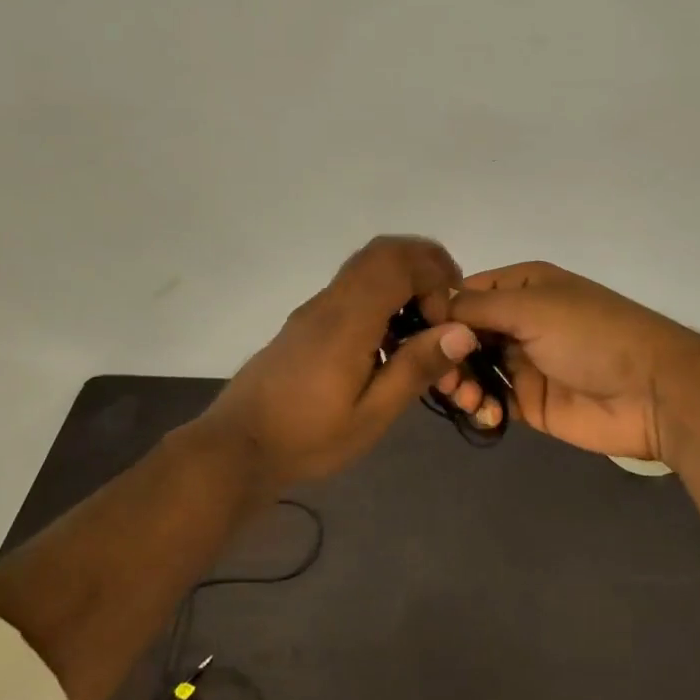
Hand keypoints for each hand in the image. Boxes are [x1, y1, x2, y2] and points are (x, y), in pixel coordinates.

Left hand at [194, 236, 481, 492]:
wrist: (237, 446)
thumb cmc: (307, 437)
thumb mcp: (371, 416)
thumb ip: (415, 368)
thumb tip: (462, 331)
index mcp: (348, 321)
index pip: (397, 263)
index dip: (434, 274)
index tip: (449, 316)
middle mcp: (330, 302)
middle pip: (381, 253)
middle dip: (424, 266)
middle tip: (445, 308)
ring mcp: (315, 309)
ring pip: (366, 267)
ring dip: (403, 280)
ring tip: (424, 326)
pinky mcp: (308, 322)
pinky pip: (353, 288)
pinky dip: (384, 295)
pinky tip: (390, 342)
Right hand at [443, 261, 699, 461]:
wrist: (652, 392)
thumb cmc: (591, 335)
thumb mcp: (532, 308)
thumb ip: (477, 308)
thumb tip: (431, 306)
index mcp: (523, 287)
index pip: (465, 293)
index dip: (439, 311)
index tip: (416, 333)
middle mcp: (520, 320)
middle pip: (463, 334)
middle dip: (447, 352)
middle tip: (443, 375)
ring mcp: (525, 362)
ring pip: (473, 368)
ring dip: (461, 382)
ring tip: (468, 397)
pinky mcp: (532, 401)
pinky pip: (492, 400)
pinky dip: (482, 407)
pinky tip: (487, 414)